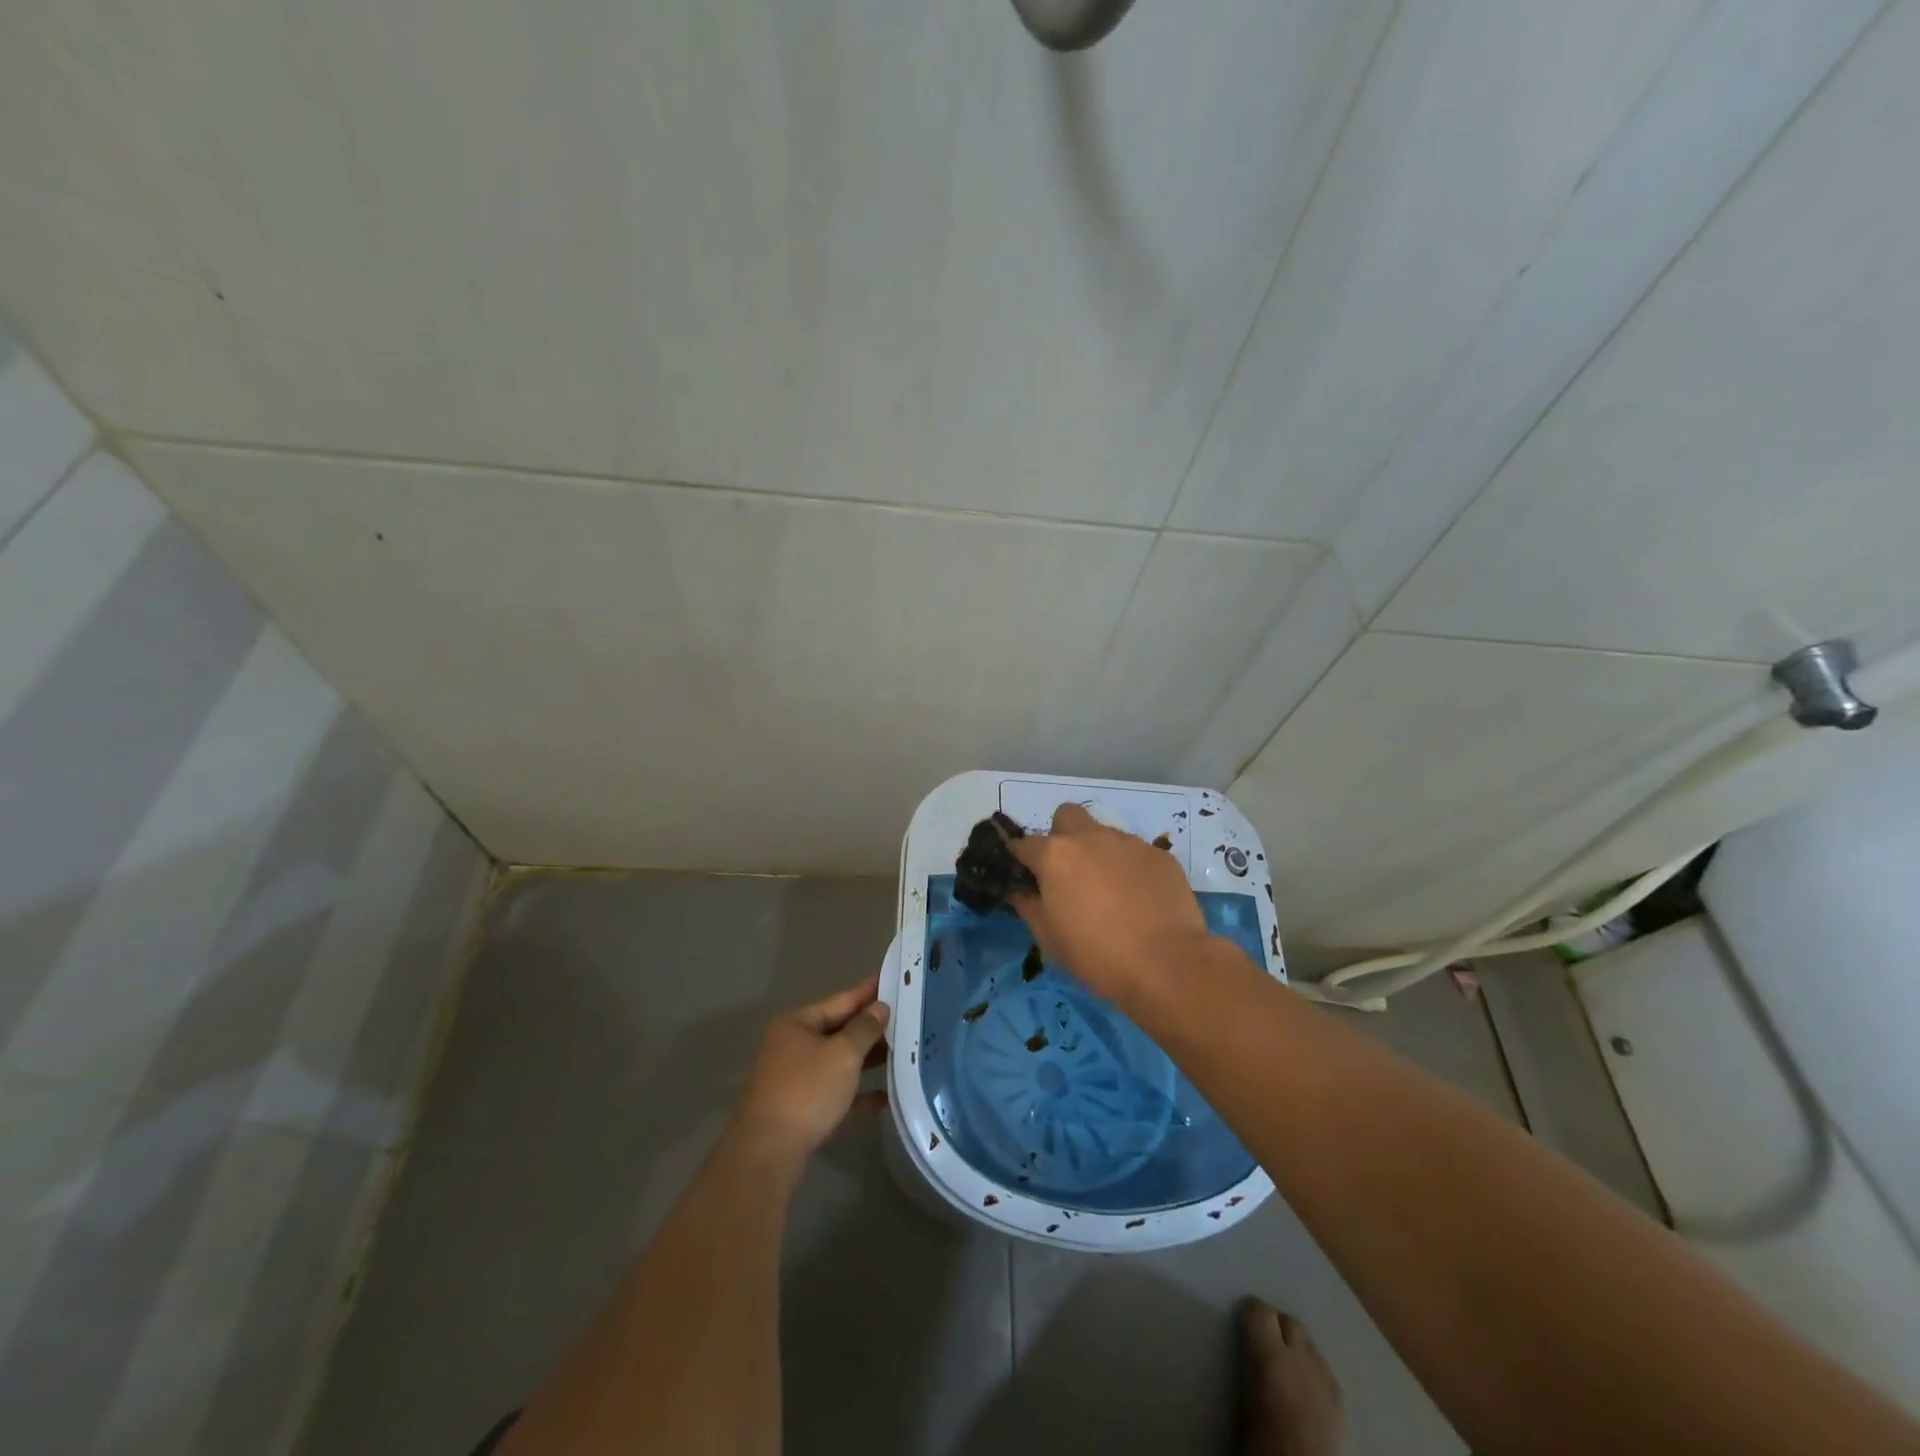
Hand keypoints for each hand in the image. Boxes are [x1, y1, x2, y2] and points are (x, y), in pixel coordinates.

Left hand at [732, 976, 889, 1163]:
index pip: (841, 1000)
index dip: (868, 991)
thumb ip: (865, 1029)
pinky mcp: (799, 1111)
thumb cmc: (807, 1090)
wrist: (768, 1152)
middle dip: (870, 1028)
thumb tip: (880, 1007)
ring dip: (866, 1060)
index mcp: (798, 1024)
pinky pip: (834, 1095)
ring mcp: (794, 1080)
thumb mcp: (843, 1054)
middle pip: (838, 1031)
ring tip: (900, 1053)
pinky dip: (856, 1094)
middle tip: (906, 1018)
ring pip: (837, 1063)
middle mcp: (792, 1047)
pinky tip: (883, 1098)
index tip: (893, 979)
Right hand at [1010, 803, 1212, 1002]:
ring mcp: (1129, 843)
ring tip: (1111, 893)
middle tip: (1068, 872)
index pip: (1024, 844)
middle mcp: (1091, 837)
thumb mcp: (1048, 938)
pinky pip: (1136, 854)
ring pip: (1104, 835)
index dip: (1020, 859)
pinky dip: (1131, 869)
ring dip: (1099, 854)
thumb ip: (1028, 906)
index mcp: (1055, 855)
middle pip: (1067, 816)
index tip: (1023, 875)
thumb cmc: (1096, 954)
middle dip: (1061, 835)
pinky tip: (1140, 899)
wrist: (1166, 964)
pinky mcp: (1161, 855)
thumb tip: (1018, 891)